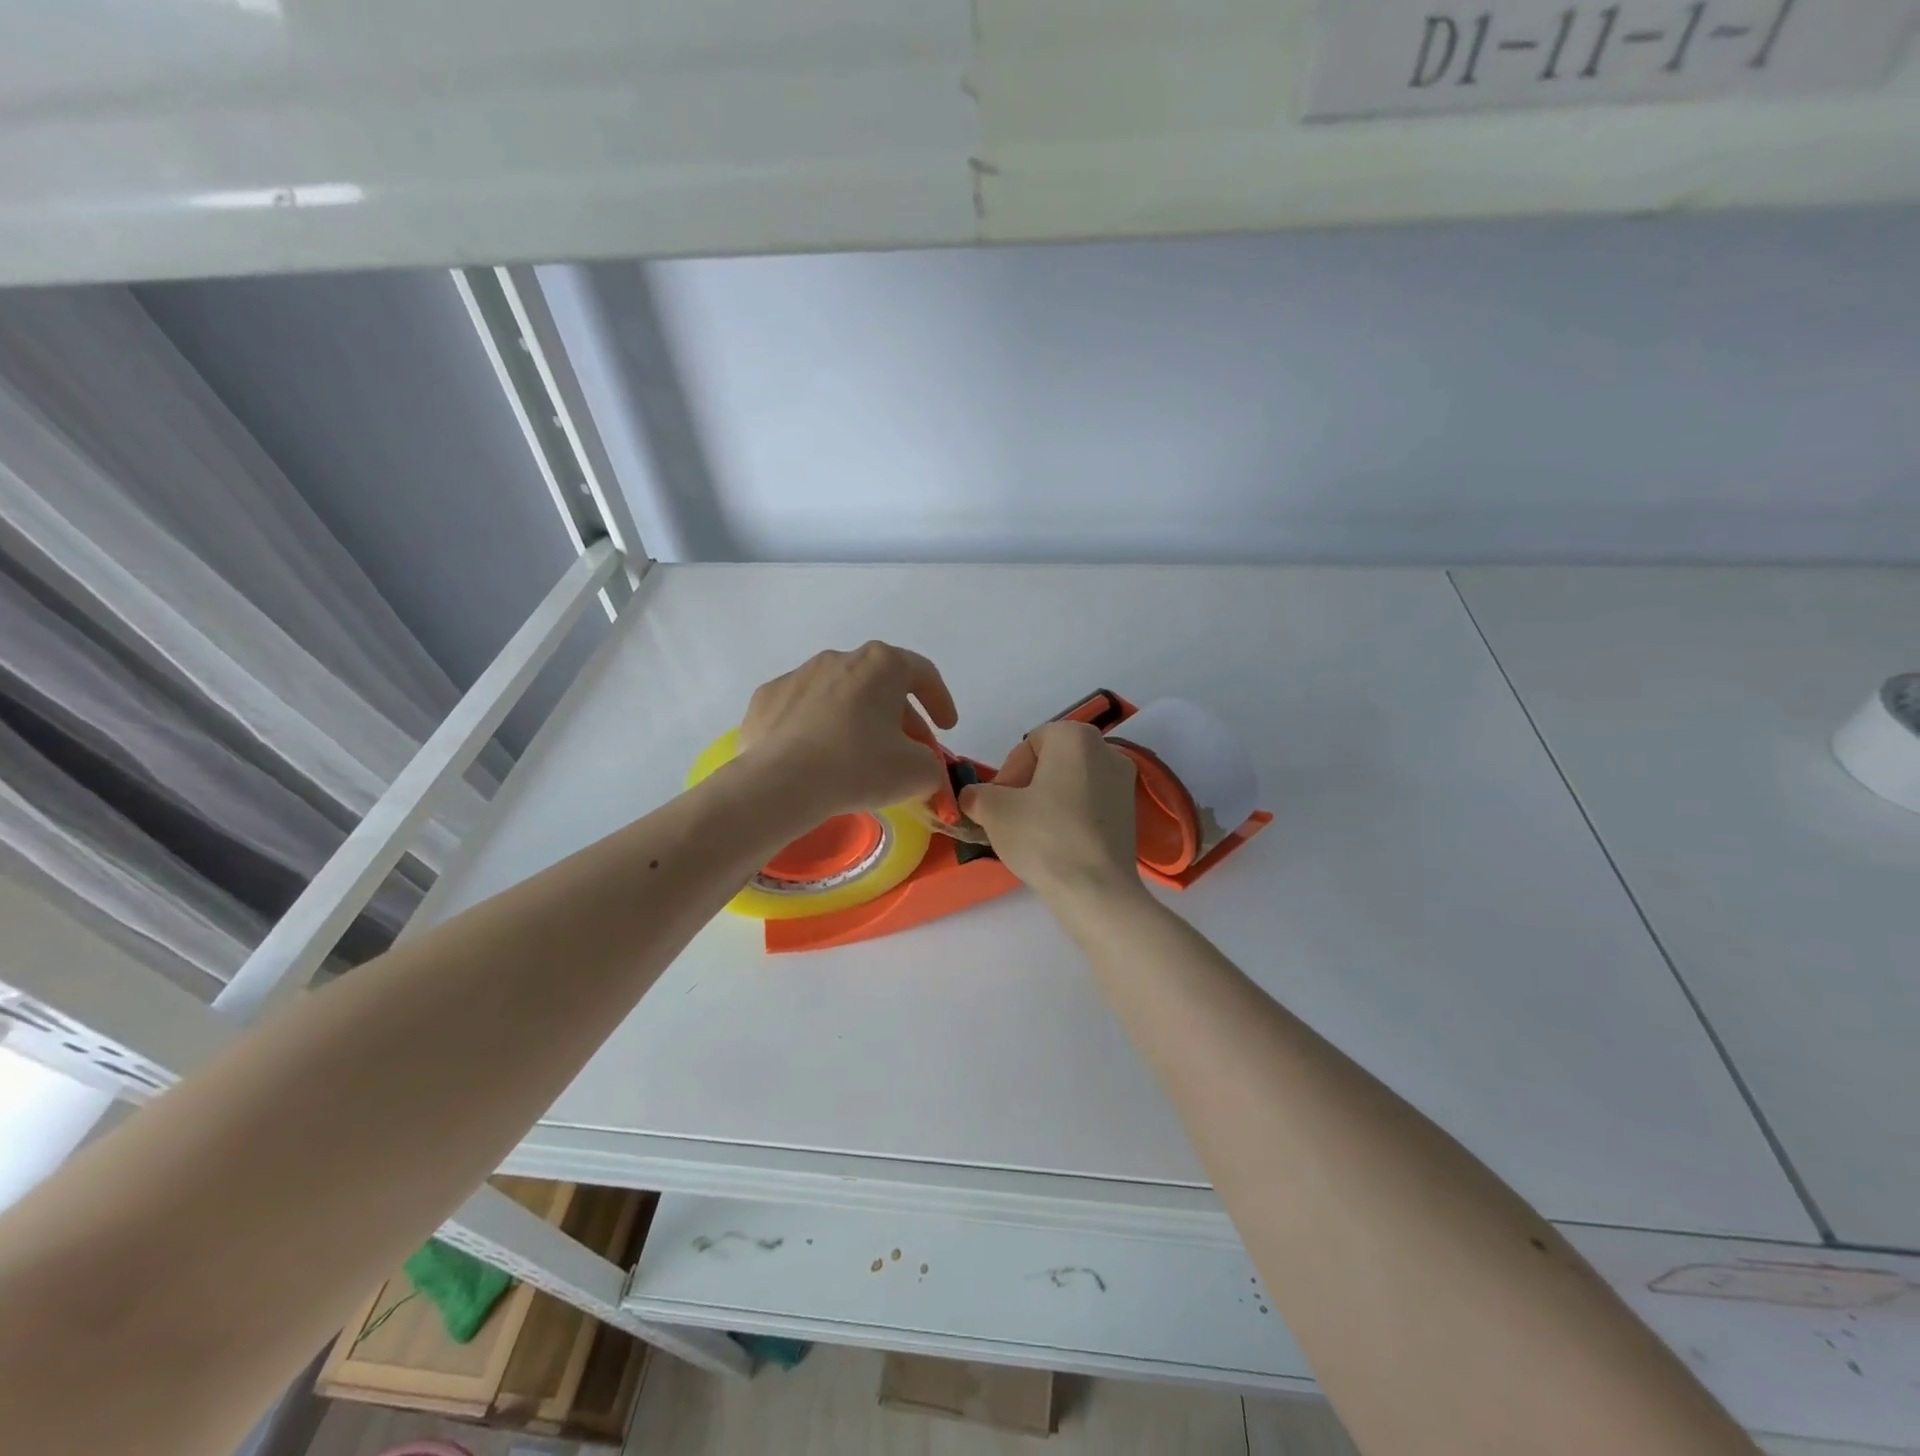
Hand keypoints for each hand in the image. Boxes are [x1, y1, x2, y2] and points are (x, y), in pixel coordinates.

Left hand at [738, 642, 957, 817]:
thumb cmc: (859, 767)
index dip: (941, 701)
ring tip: (860, 756)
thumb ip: (932, 765)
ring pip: (840, 695)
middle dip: (899, 717)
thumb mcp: (917, 773)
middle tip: (906, 751)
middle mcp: (839, 658)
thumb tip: (921, 768)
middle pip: (880, 685)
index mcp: (881, 665)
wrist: (779, 784)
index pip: (923, 674)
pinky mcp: (766, 699)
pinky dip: (816, 729)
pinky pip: (803, 711)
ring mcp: (798, 675)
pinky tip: (817, 759)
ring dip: (857, 719)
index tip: (946, 728)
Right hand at [958, 721, 1145, 904]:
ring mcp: (1125, 783)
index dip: (1009, 772)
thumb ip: (977, 795)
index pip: (1030, 743)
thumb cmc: (1043, 837)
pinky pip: (1090, 805)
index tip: (999, 802)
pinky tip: (1057, 845)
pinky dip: (1070, 817)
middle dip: (1027, 785)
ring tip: (1032, 834)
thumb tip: (972, 797)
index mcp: (1076, 736)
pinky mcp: (1131, 814)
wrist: (1095, 891)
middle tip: (1011, 817)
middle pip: (1053, 761)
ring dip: (1047, 802)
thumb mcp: (994, 811)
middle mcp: (1107, 750)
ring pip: (1071, 783)